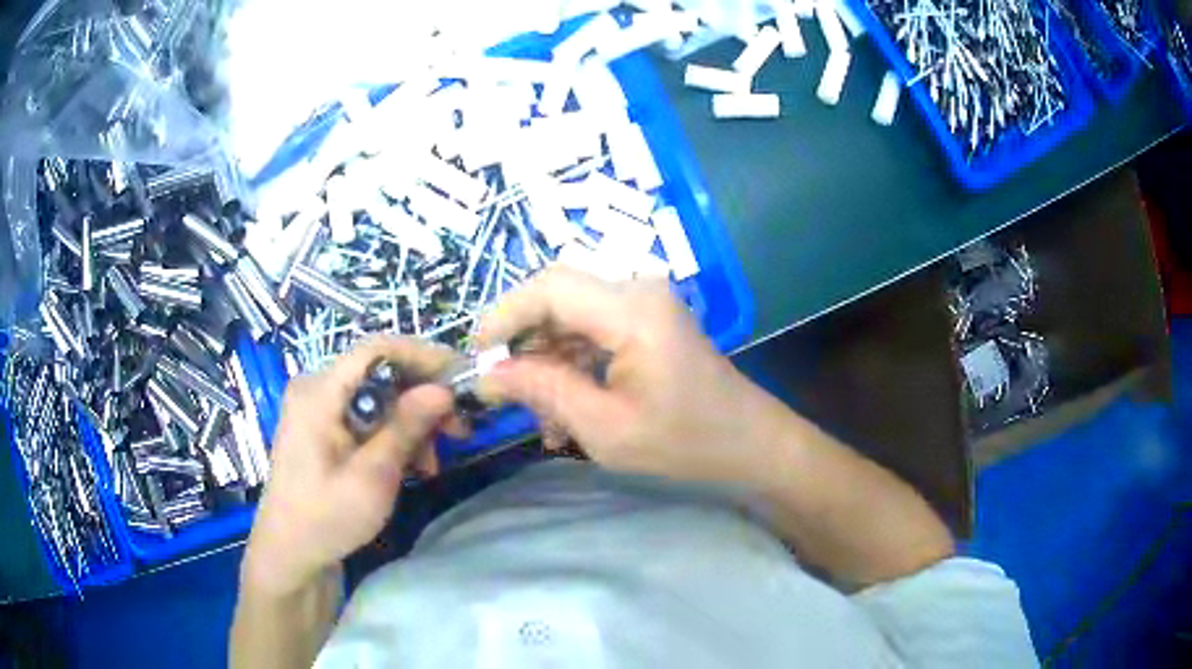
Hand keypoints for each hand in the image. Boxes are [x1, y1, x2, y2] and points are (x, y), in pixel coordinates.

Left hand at [242, 336, 455, 595]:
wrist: (290, 552)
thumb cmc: (327, 519)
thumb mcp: (372, 477)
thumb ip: (405, 428)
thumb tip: (443, 389)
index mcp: (319, 392)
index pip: (377, 349)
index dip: (423, 356)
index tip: (462, 381)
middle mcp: (317, 387)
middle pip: (380, 371)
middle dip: (423, 396)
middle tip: (459, 428)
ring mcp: (319, 407)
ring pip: (379, 394)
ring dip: (412, 421)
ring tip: (433, 461)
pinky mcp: (324, 426)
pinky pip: (367, 414)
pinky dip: (394, 433)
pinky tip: (411, 464)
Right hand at [477, 267, 782, 484]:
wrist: (750, 443)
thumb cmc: (686, 443)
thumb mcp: (605, 427)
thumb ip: (544, 391)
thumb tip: (490, 375)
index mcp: (633, 311)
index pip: (548, 288)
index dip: (504, 316)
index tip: (478, 357)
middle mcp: (638, 290)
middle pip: (557, 296)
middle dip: (523, 342)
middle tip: (506, 392)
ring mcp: (645, 302)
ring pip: (570, 315)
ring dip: (546, 359)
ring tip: (541, 415)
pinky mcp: (647, 319)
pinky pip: (592, 328)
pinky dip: (571, 362)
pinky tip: (565, 406)